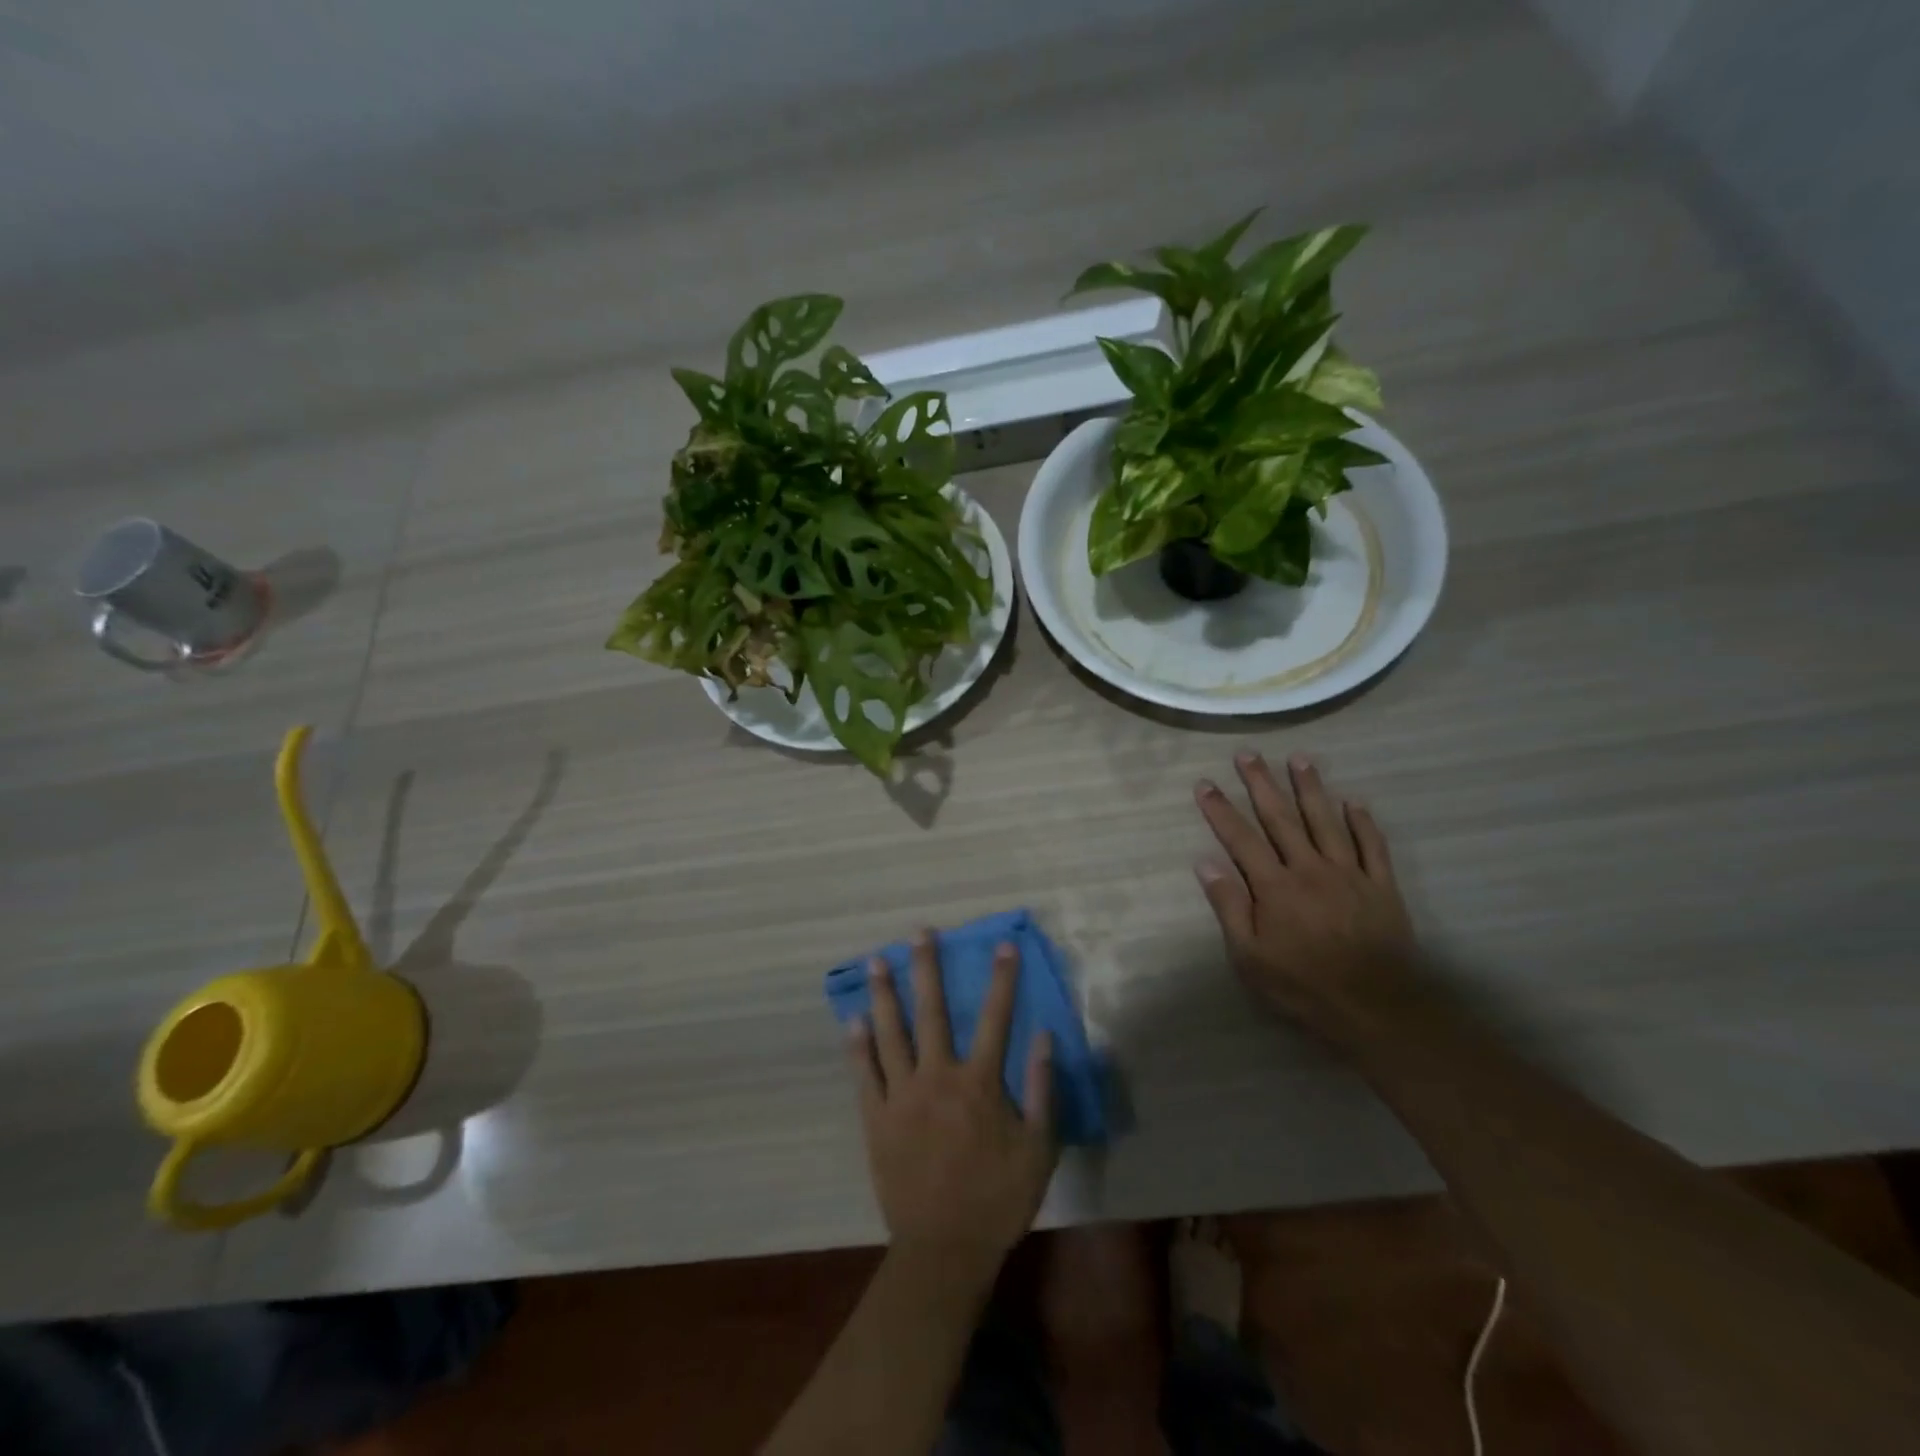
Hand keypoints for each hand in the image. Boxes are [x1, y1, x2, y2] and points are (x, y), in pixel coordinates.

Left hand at [847, 933, 1056, 1276]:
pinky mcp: (876, 1118)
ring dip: (885, 994)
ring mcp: (901, 1096)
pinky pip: (864, 1075)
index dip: (1002, 980)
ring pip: (891, 1033)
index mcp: (979, 1084)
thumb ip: (1043, 1090)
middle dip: (927, 968)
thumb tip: (1046, 1037)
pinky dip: (857, 1046)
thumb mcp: (1038, 1149)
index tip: (1003, 945)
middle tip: (919, 933)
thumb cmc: (998, 1198)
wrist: (944, 1249)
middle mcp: (938, 1077)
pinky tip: (852, 1020)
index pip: (996, 1018)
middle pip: (932, 1012)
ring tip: (876, 960)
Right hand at [1194, 753, 1417, 1037]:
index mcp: (1274, 887)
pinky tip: (1354, 801)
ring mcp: (1348, 874)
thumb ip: (1229, 907)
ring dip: (1311, 788)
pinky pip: (1372, 846)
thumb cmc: (1303, 987)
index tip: (1205, 784)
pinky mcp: (1381, 886)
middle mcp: (1309, 869)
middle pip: (1281, 818)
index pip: (1240, 838)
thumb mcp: (1250, 957)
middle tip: (1248, 754)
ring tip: (1300, 759)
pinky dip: (1362, 822)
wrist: (1376, 1009)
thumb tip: (1205, 863)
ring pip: (1326, 821)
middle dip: (1261, 784)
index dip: (1220, 809)